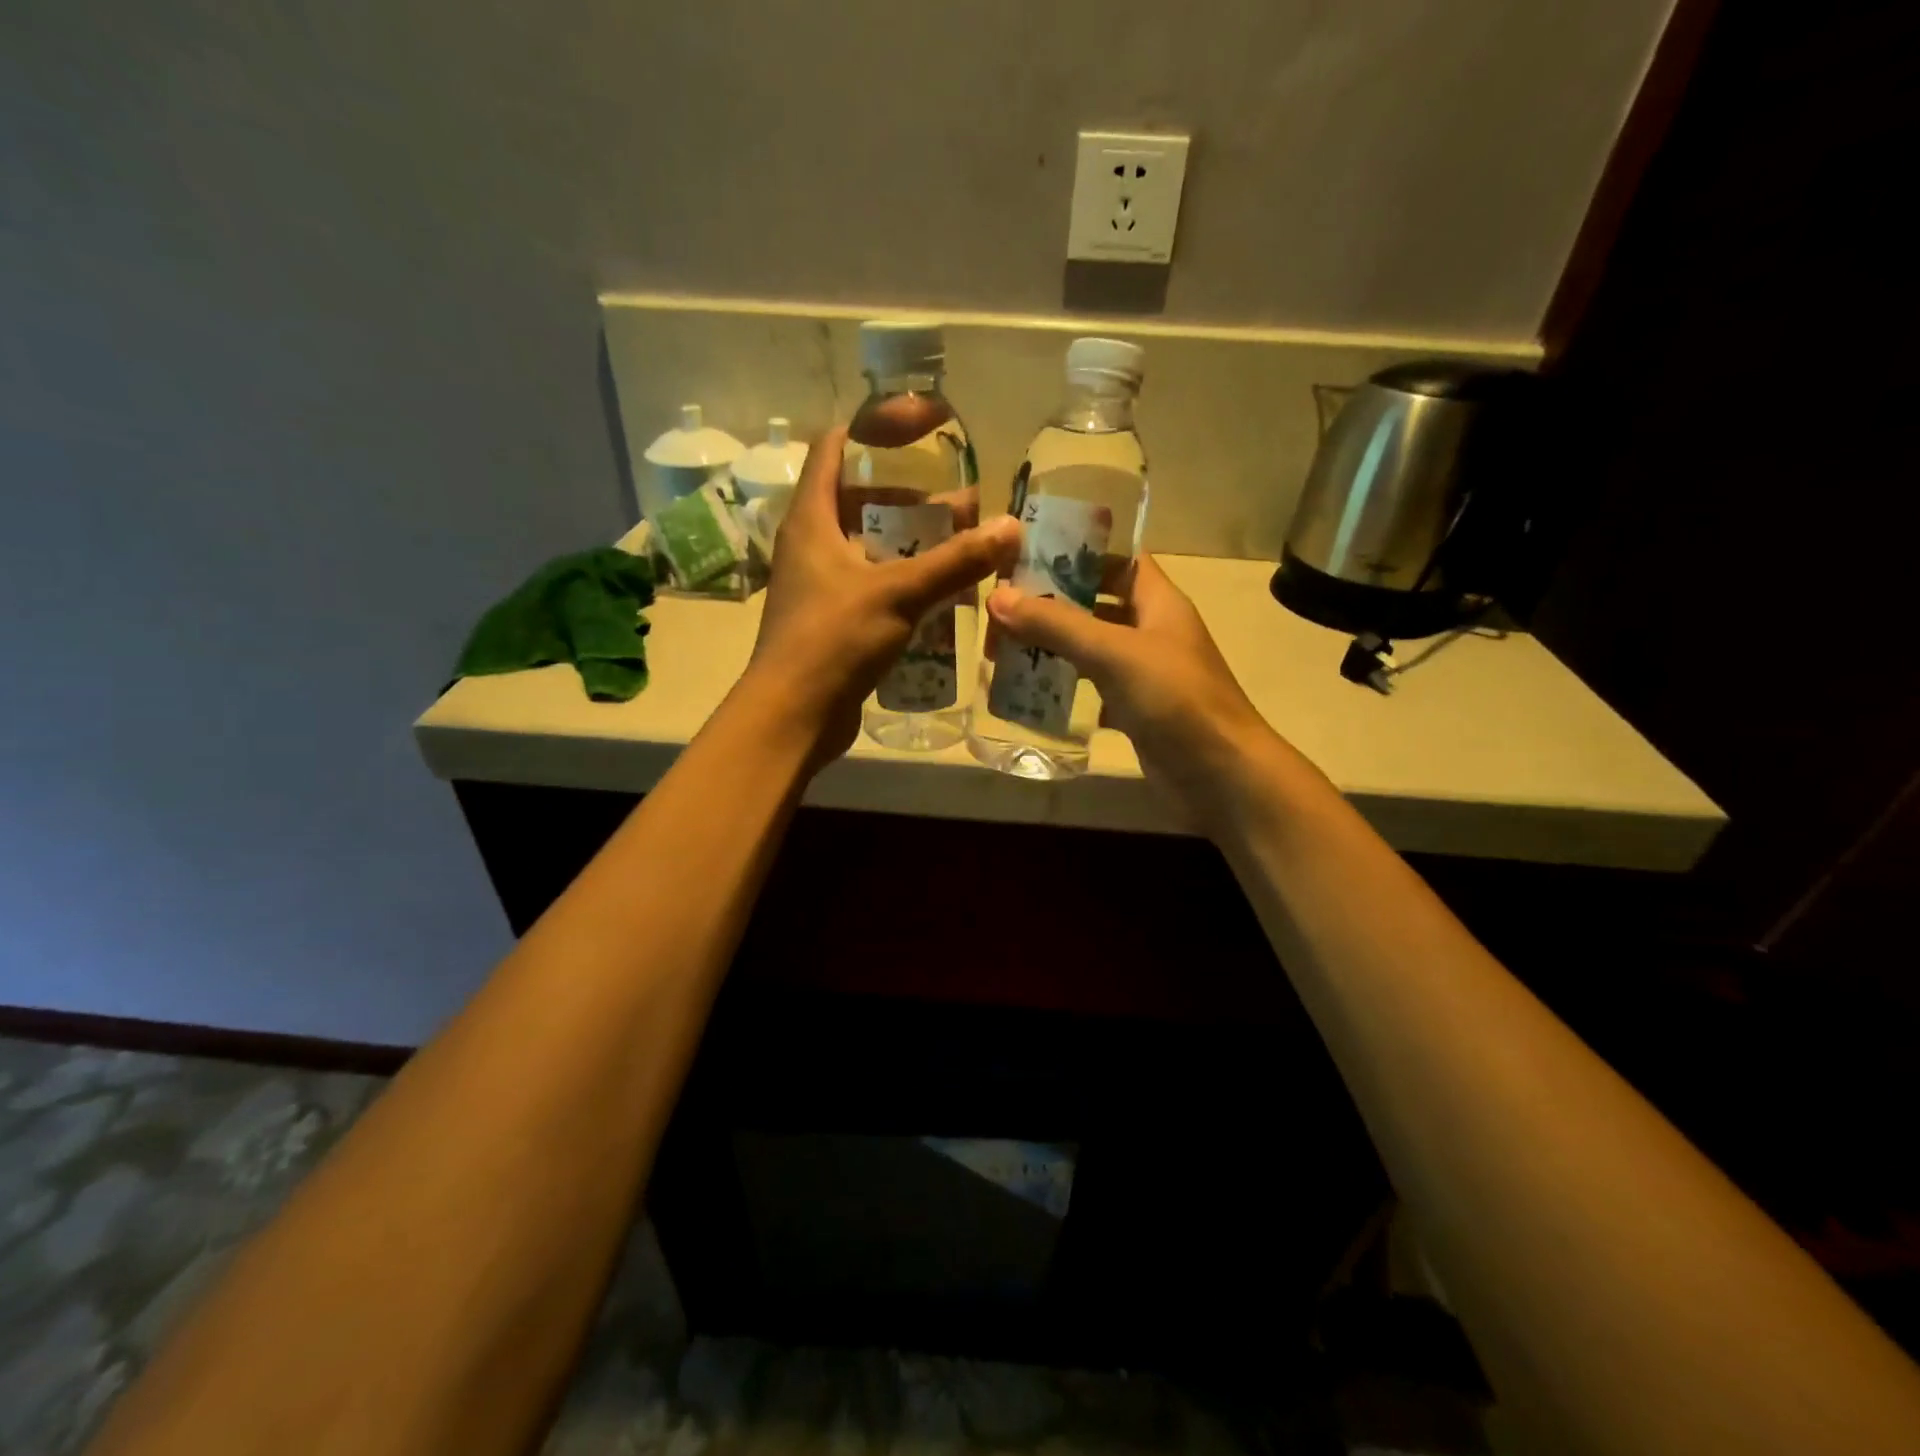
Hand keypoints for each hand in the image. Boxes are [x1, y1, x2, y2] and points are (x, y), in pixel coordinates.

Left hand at [744, 427, 1018, 761]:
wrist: (793, 715)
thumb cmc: (834, 640)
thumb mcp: (898, 593)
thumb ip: (954, 561)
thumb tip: (1008, 527)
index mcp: (812, 519)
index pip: (834, 448)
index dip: (873, 430)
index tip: (921, 430)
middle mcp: (810, 544)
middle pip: (858, 500)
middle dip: (909, 498)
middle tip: (958, 504)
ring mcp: (818, 585)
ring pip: (867, 547)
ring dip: (909, 544)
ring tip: (959, 545)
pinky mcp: (831, 621)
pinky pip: (871, 586)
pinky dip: (902, 581)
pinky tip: (940, 593)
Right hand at [985, 554, 1278, 824]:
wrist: (1220, 775)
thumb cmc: (1175, 699)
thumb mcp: (1114, 653)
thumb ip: (1057, 625)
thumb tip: (997, 597)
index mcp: (1158, 602)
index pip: (1118, 559)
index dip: (1078, 552)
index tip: (1028, 556)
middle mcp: (1151, 631)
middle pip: (1096, 604)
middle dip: (1052, 605)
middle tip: (1000, 611)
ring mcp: (1144, 673)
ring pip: (1091, 648)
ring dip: (1052, 647)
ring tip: (1001, 648)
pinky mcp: (1134, 710)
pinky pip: (1093, 688)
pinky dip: (1064, 687)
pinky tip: (1028, 692)